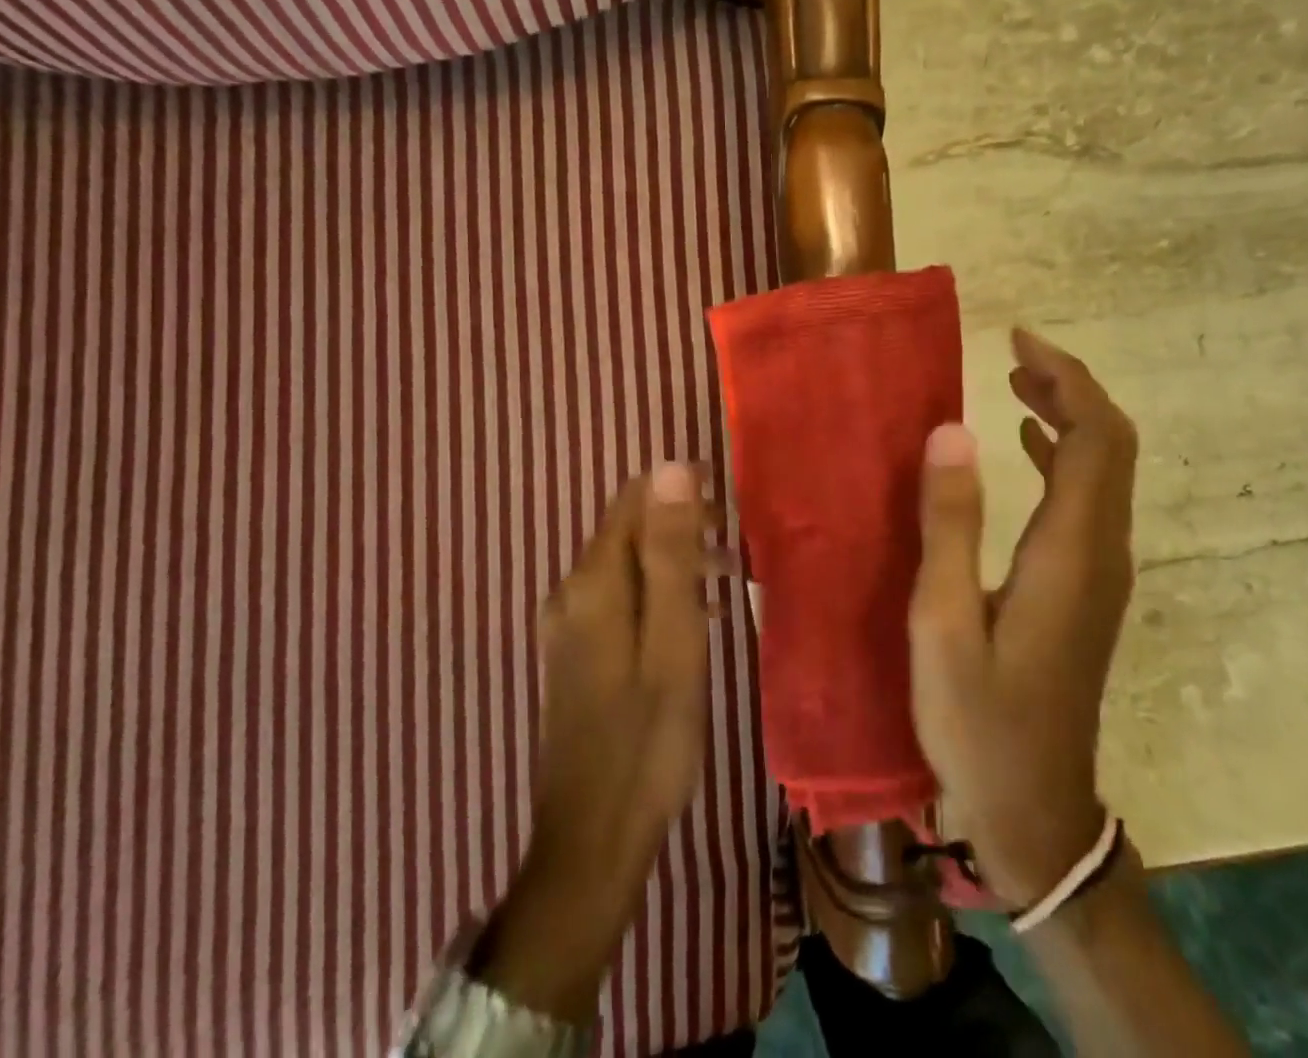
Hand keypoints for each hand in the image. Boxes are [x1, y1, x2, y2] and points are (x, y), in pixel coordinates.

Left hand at [478, 463, 713, 1022]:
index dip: (681, 492)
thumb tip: (670, 467)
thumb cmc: (648, 738)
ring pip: (629, 565)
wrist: (593, 840)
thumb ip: (670, 552)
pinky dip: (661, 594)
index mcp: (594, 582)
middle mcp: (571, 592)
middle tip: (739, 558)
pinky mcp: (576, 655)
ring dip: (677, 563)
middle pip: (630, 530)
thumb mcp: (674, 639)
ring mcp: (568, 626)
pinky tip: (695, 621)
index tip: (730, 513)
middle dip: (685, 529)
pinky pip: (622, 598)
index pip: (633, 500)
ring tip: (729, 586)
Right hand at [907, 329, 1138, 908]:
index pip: (1097, 439)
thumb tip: (954, 430)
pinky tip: (1025, 449)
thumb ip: (950, 524)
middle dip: (1072, 388)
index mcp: (1071, 553)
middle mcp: (1102, 553)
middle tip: (1015, 354)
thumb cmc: (979, 721)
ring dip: (1069, 418)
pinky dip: (1063, 458)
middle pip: (1112, 446)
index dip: (1067, 379)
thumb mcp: (944, 623)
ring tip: (1017, 385)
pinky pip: (1088, 501)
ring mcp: (1100, 573)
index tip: (1019, 340)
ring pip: (1105, 471)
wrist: (1035, 813)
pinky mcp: (1087, 590)